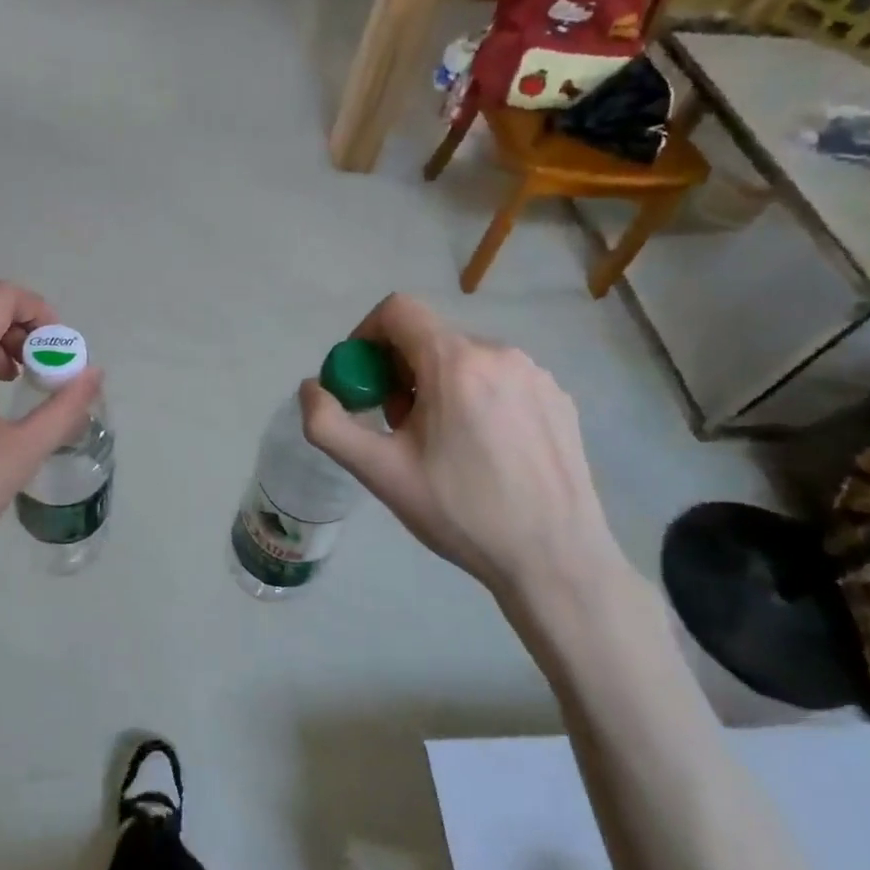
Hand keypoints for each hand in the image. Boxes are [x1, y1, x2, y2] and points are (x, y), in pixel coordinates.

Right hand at [299, 294, 621, 601]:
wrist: (555, 559)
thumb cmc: (461, 513)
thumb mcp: (380, 473)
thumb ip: (329, 424)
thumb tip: (310, 387)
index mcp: (455, 362)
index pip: (397, 310)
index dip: (366, 336)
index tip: (360, 381)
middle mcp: (499, 353)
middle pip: (429, 338)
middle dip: (399, 371)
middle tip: (397, 426)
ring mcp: (536, 374)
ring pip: (465, 359)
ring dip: (437, 385)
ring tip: (440, 443)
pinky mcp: (559, 398)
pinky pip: (500, 379)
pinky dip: (475, 397)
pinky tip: (482, 450)